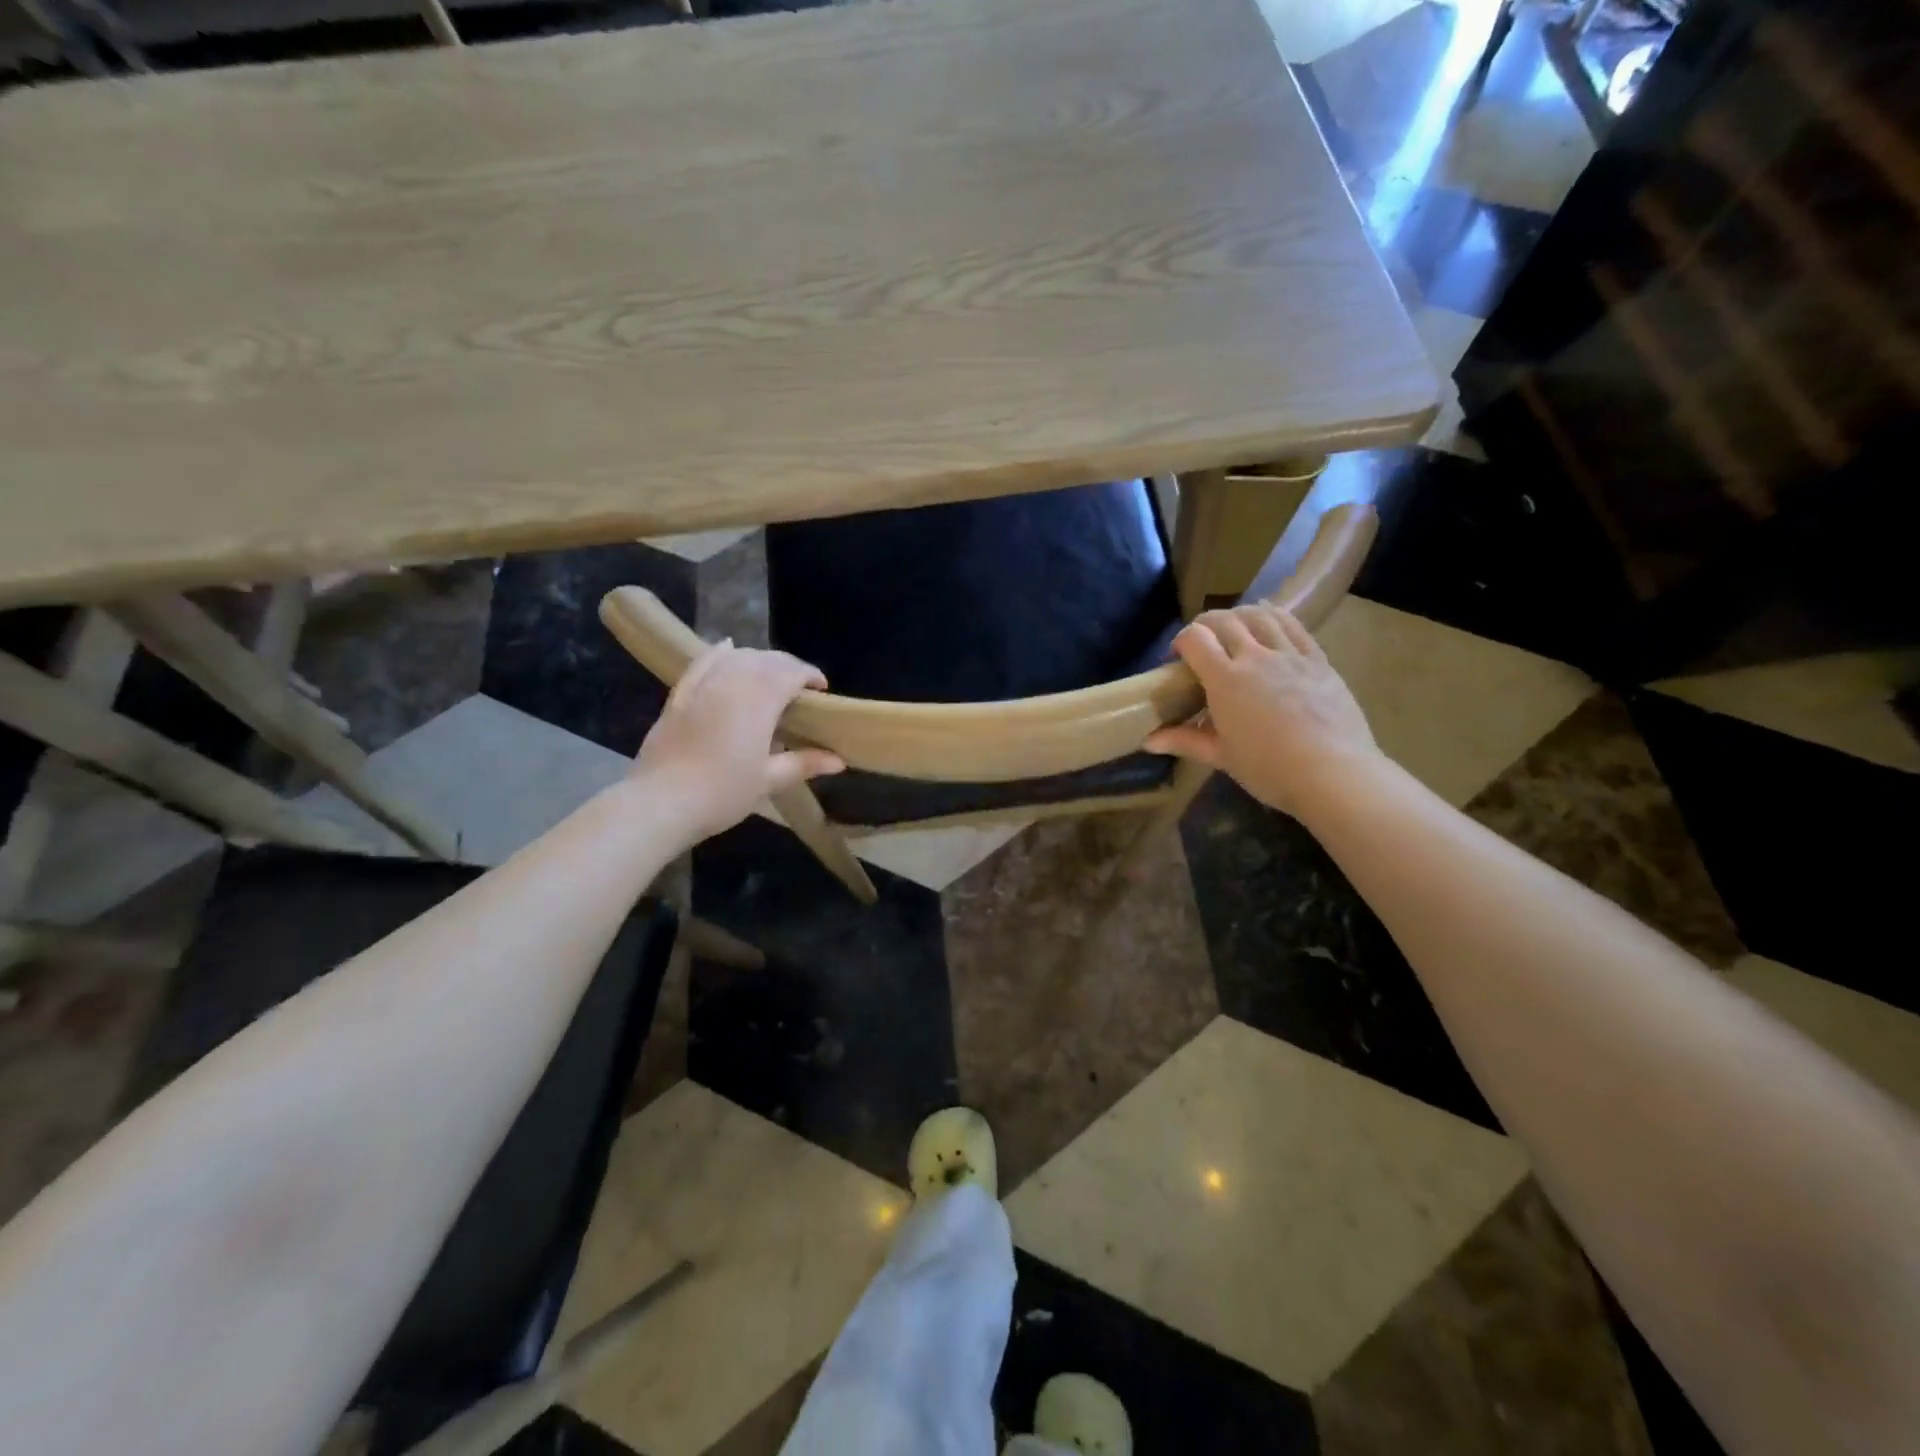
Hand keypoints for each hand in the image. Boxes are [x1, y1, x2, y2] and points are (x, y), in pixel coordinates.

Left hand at [633, 640, 843, 838]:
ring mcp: (703, 685)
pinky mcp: (680, 694)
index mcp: (760, 699)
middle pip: (766, 659)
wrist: (661, 802)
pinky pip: (703, 662)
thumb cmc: (723, 792)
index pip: (792, 672)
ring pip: (737, 657)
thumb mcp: (769, 780)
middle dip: (788, 667)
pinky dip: (719, 653)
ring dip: (759, 660)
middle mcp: (733, 681)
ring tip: (770, 676)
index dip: (810, 676)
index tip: (822, 690)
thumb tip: (840, 760)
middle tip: (801, 688)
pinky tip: (727, 649)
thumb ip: (804, 763)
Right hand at [1145, 604, 1379, 816]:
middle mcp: (1255, 656)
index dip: (1181, 641)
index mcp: (1225, 679)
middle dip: (1205, 625)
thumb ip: (1184, 740)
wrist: (1332, 774)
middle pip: (1224, 620)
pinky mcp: (1318, 660)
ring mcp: (1290, 655)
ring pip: (1259, 615)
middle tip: (1201, 644)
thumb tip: (1147, 741)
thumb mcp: (1221, 756)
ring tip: (1233, 628)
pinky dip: (1275, 615)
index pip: (1194, 638)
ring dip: (1239, 615)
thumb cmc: (1268, 768)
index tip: (1177, 659)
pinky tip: (1268, 619)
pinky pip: (1293, 626)